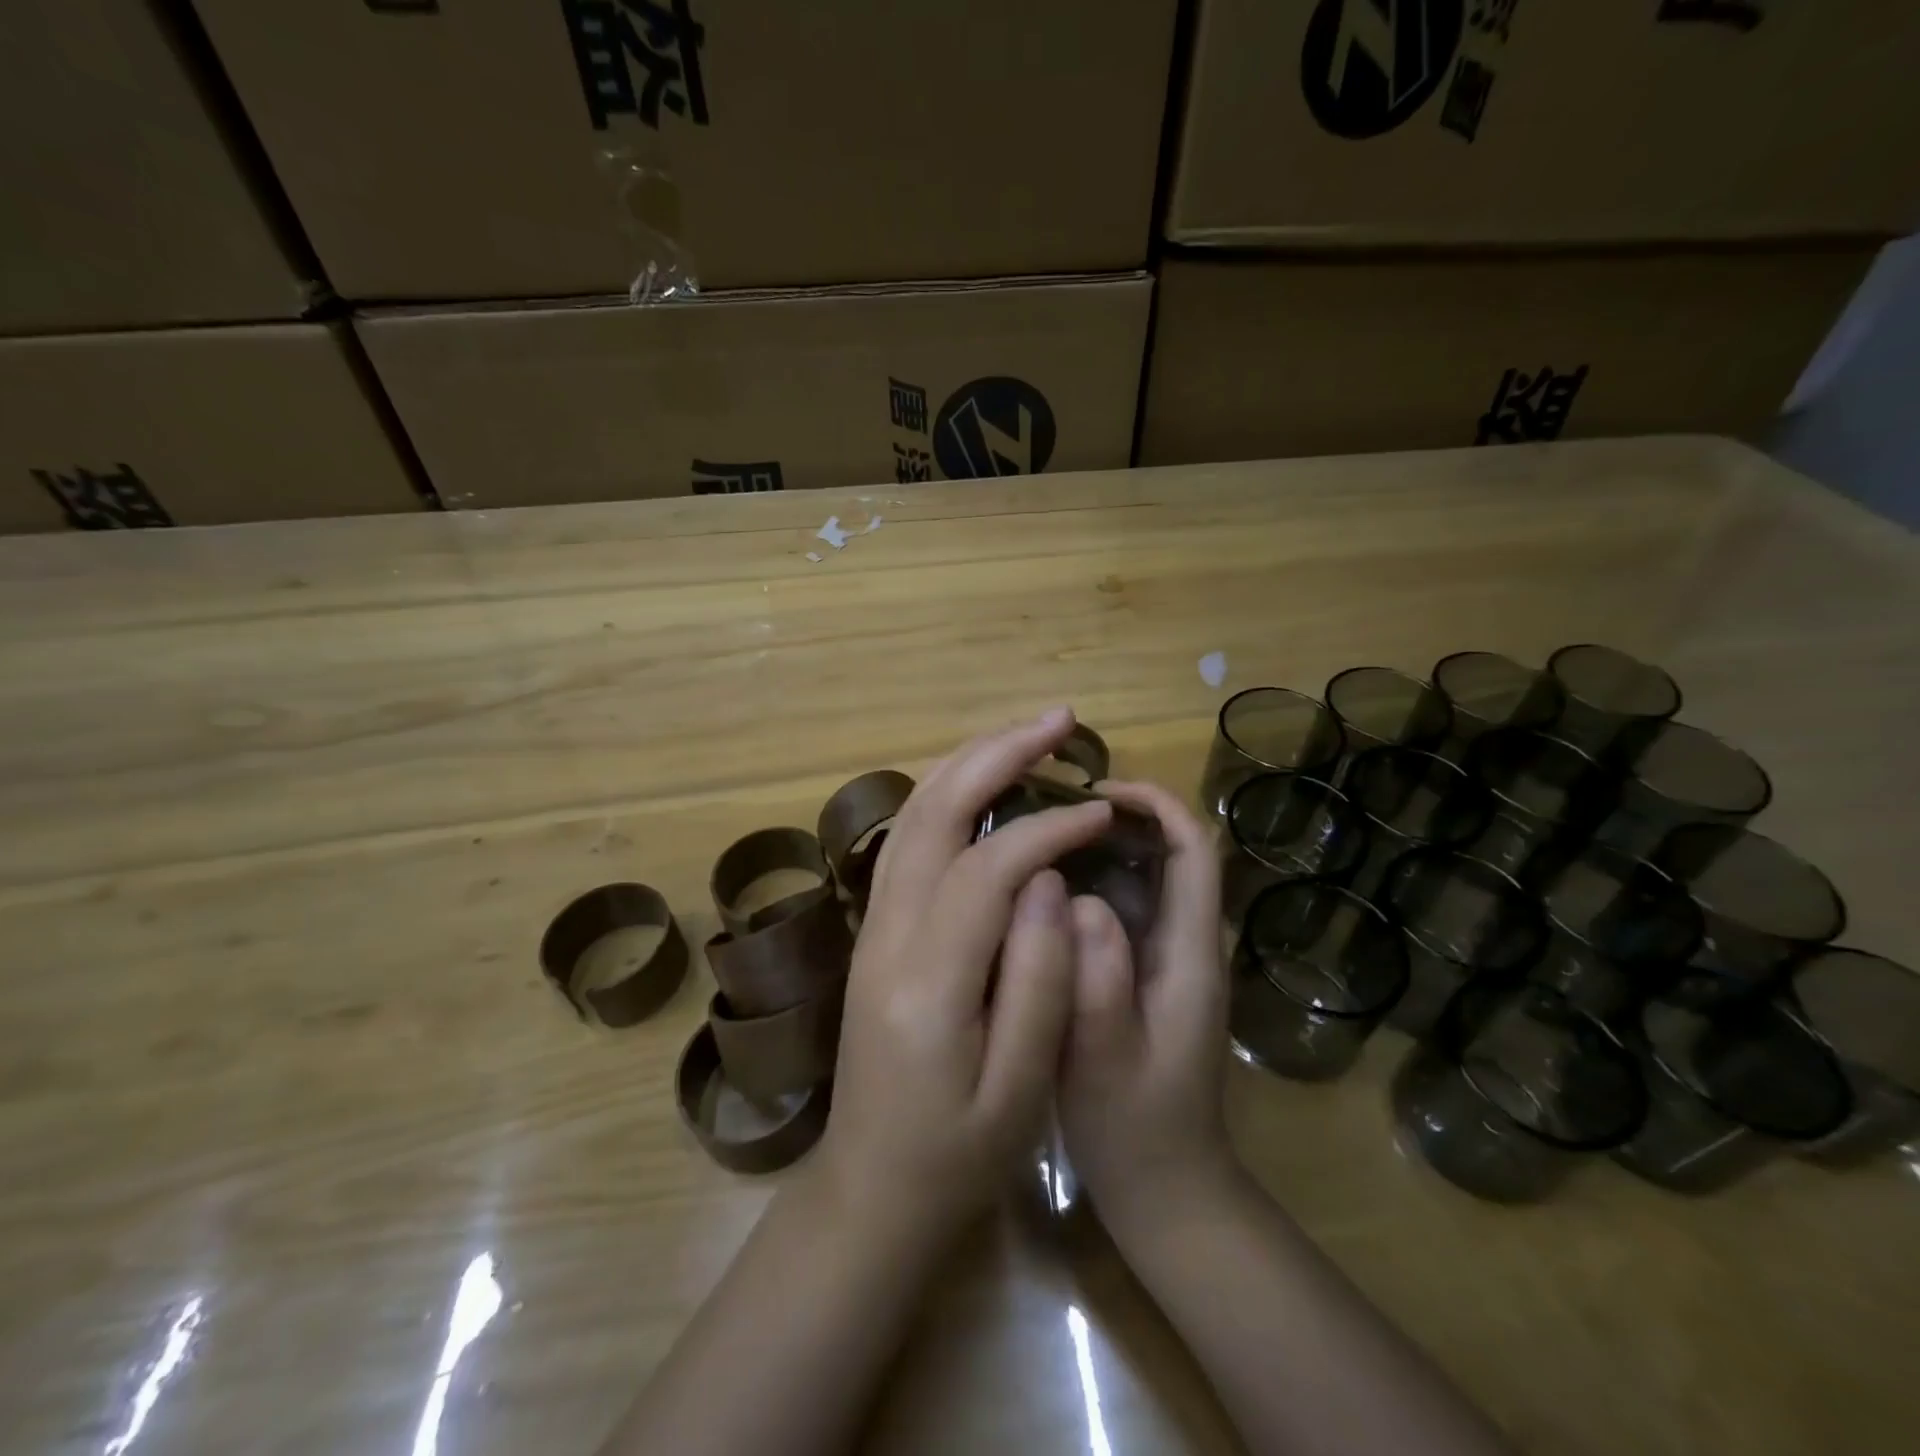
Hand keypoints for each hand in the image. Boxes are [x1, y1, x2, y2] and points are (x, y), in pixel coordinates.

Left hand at [818, 709, 1113, 1237]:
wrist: (869, 1188)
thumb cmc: (956, 1155)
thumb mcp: (1019, 1091)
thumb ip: (1038, 979)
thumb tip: (1049, 879)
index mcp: (926, 978)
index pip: (987, 866)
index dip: (1048, 827)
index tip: (1100, 811)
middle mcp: (886, 932)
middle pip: (934, 812)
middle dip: (998, 754)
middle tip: (1060, 719)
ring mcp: (872, 924)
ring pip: (913, 814)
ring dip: (970, 762)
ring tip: (1027, 733)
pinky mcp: (875, 927)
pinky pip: (907, 836)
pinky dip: (947, 792)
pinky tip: (981, 781)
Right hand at [1059, 780, 1236, 1230]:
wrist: (1164, 1188)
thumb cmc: (1137, 1127)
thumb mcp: (1108, 1060)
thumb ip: (1099, 982)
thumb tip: (1079, 899)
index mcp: (1189, 953)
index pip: (1195, 851)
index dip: (1157, 805)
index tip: (1098, 790)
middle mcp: (1185, 942)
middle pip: (1171, 852)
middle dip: (1123, 815)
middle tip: (1051, 807)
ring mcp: (1165, 959)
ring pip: (1144, 877)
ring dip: (1103, 845)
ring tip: (1038, 834)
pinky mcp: (1142, 974)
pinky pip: (1123, 908)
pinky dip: (1089, 882)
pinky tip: (1040, 891)